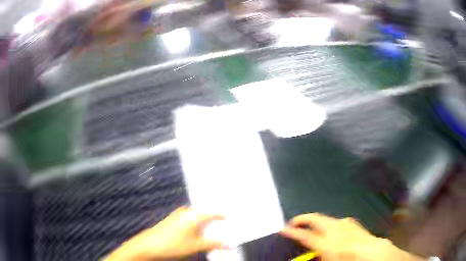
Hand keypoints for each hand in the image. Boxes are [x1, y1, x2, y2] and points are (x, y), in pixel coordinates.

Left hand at [106, 206, 225, 260]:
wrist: (149, 245)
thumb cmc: (174, 244)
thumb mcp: (195, 246)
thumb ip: (213, 243)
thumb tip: (229, 243)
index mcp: (192, 215)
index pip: (211, 212)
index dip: (221, 215)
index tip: (229, 218)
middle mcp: (185, 211)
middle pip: (202, 212)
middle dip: (212, 218)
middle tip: (222, 224)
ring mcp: (176, 215)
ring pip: (195, 216)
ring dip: (203, 222)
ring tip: (211, 228)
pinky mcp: (171, 220)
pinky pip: (188, 219)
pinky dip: (195, 224)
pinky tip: (197, 231)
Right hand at [280, 213, 422, 260]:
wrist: (379, 256)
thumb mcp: (330, 260)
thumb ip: (317, 258)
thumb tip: (304, 257)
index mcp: (330, 244)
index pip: (305, 235)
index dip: (292, 233)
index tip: (282, 231)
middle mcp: (338, 230)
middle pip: (316, 219)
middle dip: (302, 219)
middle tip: (292, 224)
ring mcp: (349, 226)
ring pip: (329, 219)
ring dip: (317, 222)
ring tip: (310, 228)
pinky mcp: (357, 226)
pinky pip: (340, 222)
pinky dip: (332, 224)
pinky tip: (333, 231)